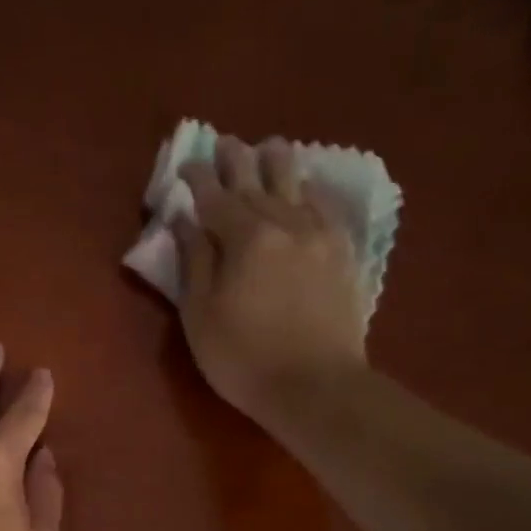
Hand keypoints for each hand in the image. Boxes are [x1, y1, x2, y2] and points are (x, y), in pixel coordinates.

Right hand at [172, 135, 367, 423]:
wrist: (316, 387)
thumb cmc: (243, 358)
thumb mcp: (200, 314)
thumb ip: (194, 261)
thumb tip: (186, 221)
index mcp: (246, 239)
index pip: (216, 198)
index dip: (198, 180)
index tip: (186, 164)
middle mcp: (286, 224)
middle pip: (258, 182)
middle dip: (238, 161)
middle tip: (225, 143)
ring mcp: (320, 237)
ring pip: (298, 187)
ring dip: (279, 164)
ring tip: (270, 148)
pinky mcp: (344, 255)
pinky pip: (326, 209)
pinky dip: (311, 192)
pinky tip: (307, 189)